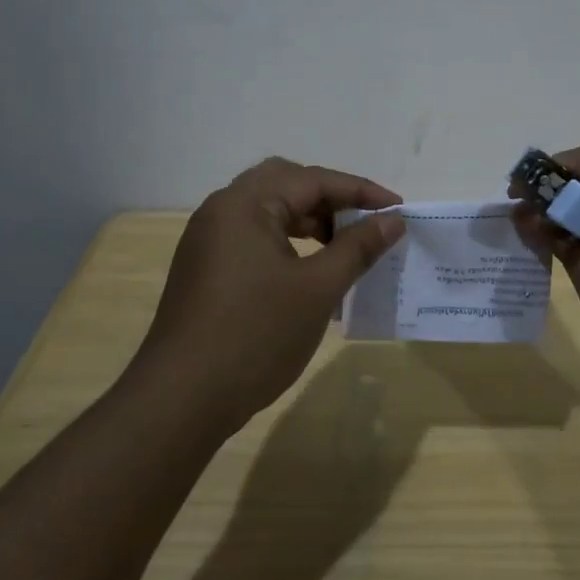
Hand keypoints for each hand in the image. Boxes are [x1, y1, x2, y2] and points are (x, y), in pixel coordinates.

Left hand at [130, 158, 406, 437]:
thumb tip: (393, 220)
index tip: (397, 209)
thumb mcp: (317, 289)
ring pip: (268, 211)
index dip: (360, 191)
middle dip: (330, 199)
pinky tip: (309, 271)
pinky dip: (286, 242)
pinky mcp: (204, 268)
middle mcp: (221, 210)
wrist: (182, 399)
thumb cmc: (255, 335)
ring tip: (343, 247)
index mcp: (244, 204)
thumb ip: (358, 247)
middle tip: (365, 222)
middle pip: (285, 184)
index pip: (312, 180)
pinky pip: (253, 237)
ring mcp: (208, 240)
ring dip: (308, 221)